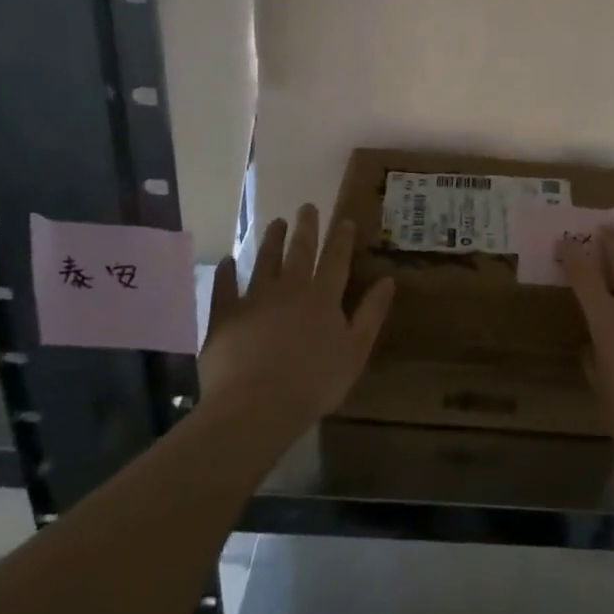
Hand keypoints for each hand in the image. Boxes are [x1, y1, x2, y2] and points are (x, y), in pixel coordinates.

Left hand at [200, 204, 394, 432]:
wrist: (255, 406)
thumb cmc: (313, 383)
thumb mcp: (355, 351)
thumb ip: (371, 314)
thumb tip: (388, 281)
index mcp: (323, 297)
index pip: (336, 259)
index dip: (341, 238)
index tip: (344, 220)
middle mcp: (290, 288)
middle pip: (299, 251)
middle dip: (306, 227)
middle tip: (307, 206)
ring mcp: (255, 299)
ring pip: (264, 261)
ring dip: (271, 240)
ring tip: (275, 222)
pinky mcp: (225, 316)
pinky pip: (225, 287)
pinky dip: (226, 272)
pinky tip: (227, 261)